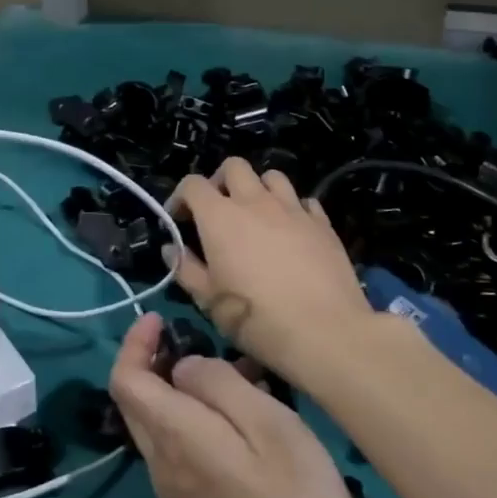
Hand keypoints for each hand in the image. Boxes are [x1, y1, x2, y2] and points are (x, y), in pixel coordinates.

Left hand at [109, 313, 370, 497]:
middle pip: (139, 403)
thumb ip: (219, 386)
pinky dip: (202, 423)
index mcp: (173, 437)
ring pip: (163, 428)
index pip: (125, 380)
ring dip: (186, 391)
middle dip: (157, 362)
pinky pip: (185, 454)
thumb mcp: (269, 429)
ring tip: (241, 375)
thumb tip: (184, 367)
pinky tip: (249, 425)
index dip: (134, 343)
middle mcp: (163, 467)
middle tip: (199, 340)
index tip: (160, 318)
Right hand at [166, 158, 376, 383]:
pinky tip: (292, 231)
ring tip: (257, 216)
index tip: (178, 220)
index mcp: (220, 216)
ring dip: (259, 189)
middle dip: (220, 181)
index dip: (181, 197)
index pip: (193, 184)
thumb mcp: (209, 301)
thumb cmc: (255, 318)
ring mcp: (292, 208)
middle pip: (234, 166)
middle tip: (218, 210)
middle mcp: (255, 201)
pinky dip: (293, 209)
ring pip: (272, 177)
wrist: (324, 331)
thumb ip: (186, 269)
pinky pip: (304, 201)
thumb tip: (172, 249)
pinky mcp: (322, 223)